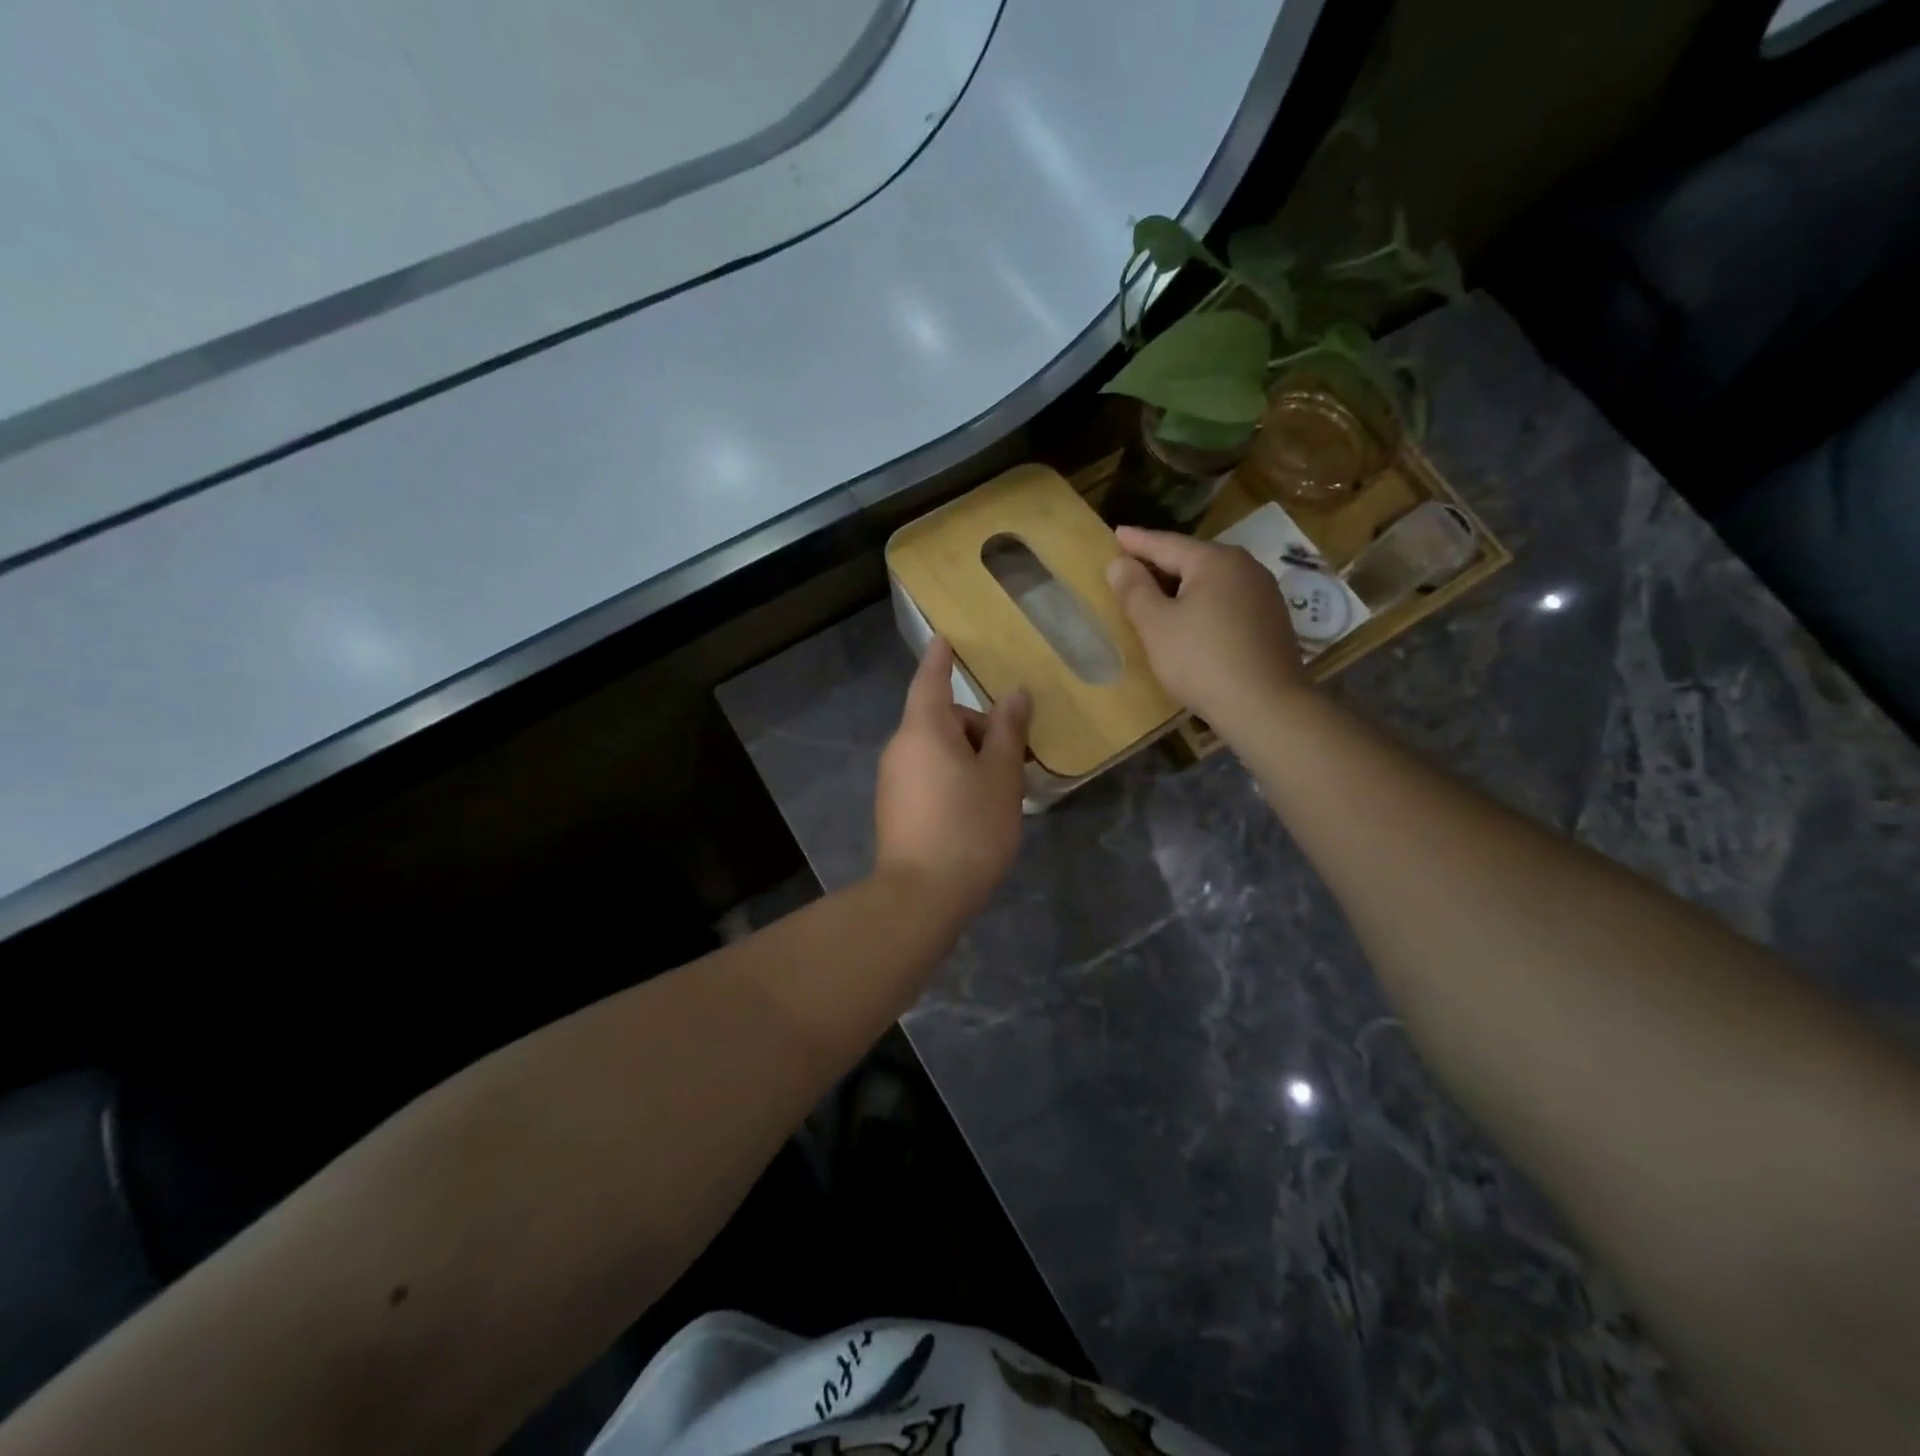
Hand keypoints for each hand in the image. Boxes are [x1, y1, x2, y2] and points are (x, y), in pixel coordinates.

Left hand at [875, 639, 1031, 918]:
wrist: (921, 896)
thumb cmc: (968, 827)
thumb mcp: (1000, 776)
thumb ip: (1007, 730)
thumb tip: (1014, 694)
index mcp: (923, 729)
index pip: (931, 679)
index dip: (941, 658)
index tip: (946, 639)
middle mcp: (901, 747)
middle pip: (941, 719)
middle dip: (978, 728)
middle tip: (1016, 758)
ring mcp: (893, 779)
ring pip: (937, 750)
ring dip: (969, 756)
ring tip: (1002, 789)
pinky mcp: (895, 807)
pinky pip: (928, 774)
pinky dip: (953, 777)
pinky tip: (977, 810)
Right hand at [1105, 526, 1309, 729]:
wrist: (1266, 707)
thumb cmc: (1201, 661)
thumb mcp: (1156, 626)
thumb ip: (1134, 590)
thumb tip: (1119, 563)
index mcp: (1215, 560)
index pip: (1166, 544)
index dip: (1136, 541)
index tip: (1116, 533)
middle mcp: (1245, 567)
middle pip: (1192, 559)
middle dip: (1161, 563)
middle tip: (1132, 565)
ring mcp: (1264, 594)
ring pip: (1212, 581)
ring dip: (1183, 586)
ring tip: (1158, 593)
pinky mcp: (1272, 621)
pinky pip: (1227, 601)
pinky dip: (1203, 604)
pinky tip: (1192, 620)